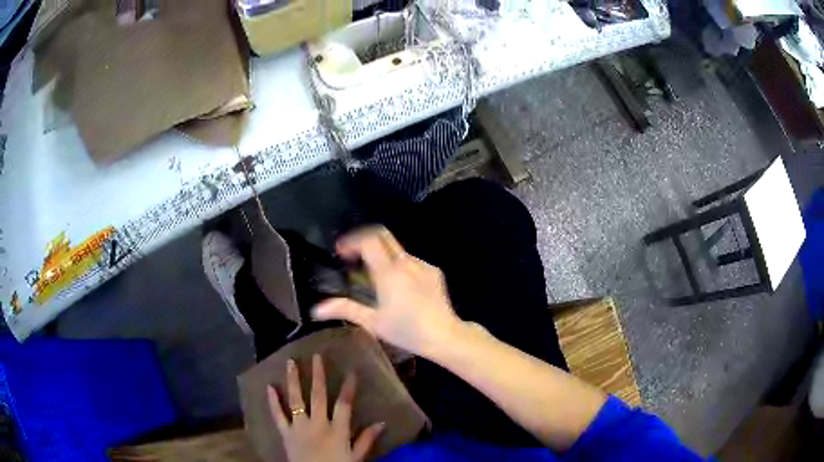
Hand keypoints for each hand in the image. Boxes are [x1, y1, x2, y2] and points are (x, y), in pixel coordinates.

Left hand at [268, 354, 383, 461]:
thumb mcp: (356, 457)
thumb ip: (366, 439)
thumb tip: (382, 423)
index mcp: (337, 430)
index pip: (344, 404)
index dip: (348, 387)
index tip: (351, 371)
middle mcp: (317, 424)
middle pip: (318, 396)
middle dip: (318, 375)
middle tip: (317, 356)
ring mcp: (299, 427)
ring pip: (296, 400)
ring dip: (293, 380)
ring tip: (291, 362)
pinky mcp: (286, 433)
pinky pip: (278, 415)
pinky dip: (273, 402)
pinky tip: (269, 387)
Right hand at [312, 226, 461, 356]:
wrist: (444, 335)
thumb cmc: (406, 330)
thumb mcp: (373, 322)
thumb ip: (345, 309)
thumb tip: (317, 309)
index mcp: (389, 272)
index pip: (368, 240)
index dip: (351, 241)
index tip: (341, 252)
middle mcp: (406, 262)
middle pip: (383, 235)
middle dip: (364, 240)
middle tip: (352, 256)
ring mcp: (422, 265)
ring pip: (397, 250)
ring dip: (381, 255)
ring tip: (374, 277)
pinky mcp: (434, 272)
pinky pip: (411, 261)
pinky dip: (398, 265)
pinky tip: (398, 286)